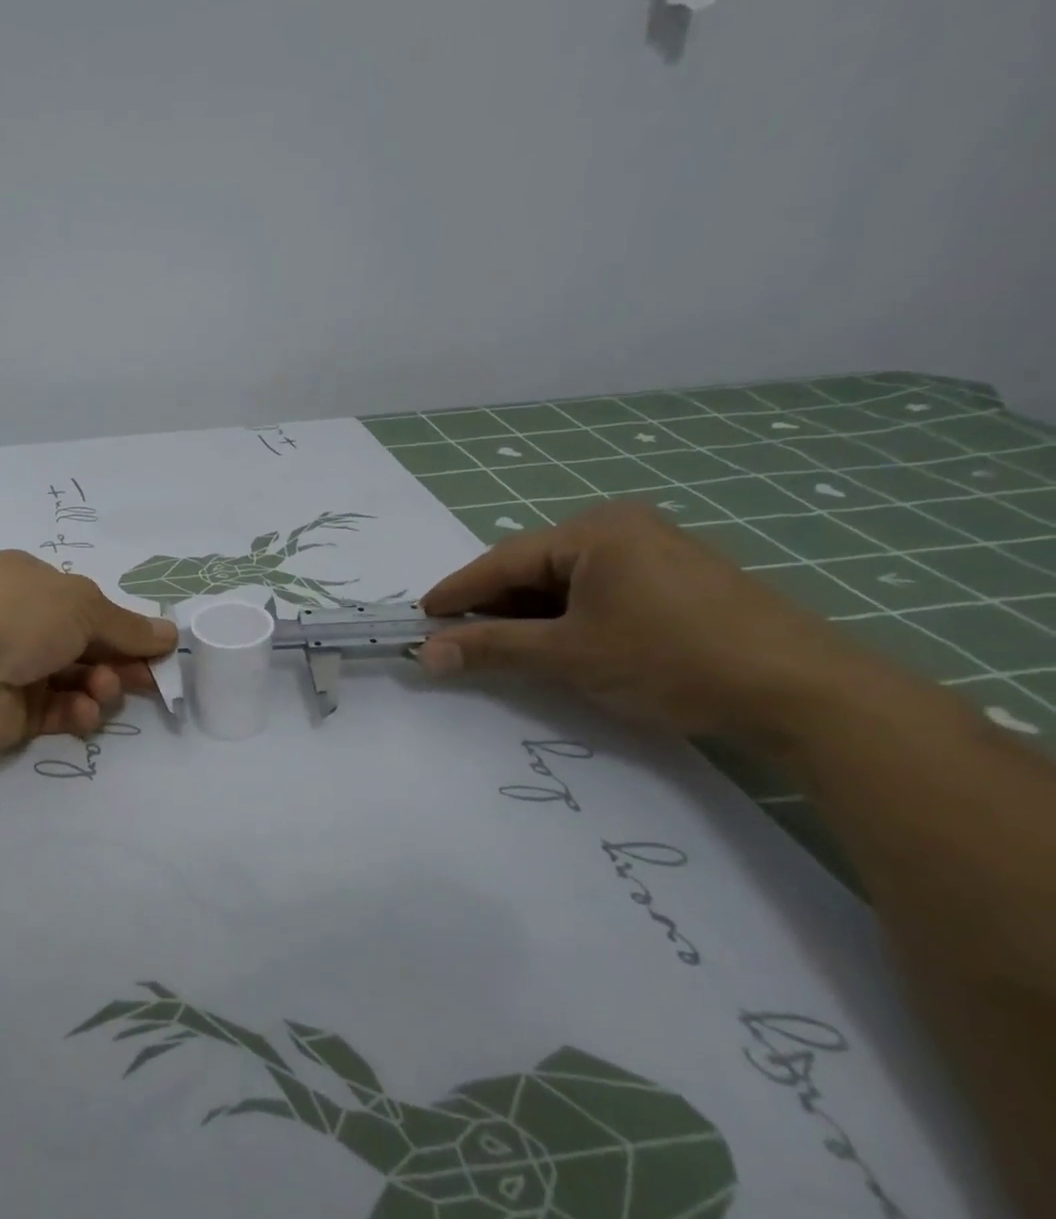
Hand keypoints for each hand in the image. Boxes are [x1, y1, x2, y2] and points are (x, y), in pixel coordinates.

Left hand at [0, 550, 177, 750]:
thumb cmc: (20, 616)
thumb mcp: (84, 605)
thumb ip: (128, 626)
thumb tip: (170, 633)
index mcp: (28, 581)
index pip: (86, 604)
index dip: (124, 627)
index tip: (158, 649)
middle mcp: (19, 621)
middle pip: (85, 644)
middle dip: (119, 661)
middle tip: (149, 679)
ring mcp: (12, 666)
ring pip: (74, 680)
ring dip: (99, 687)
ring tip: (102, 692)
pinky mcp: (11, 711)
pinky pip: (56, 710)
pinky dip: (76, 712)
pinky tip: (84, 712)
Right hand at [416, 501, 867, 735]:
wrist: (801, 691)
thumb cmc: (669, 659)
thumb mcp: (568, 655)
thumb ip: (491, 648)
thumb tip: (425, 653)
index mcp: (593, 531)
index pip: (502, 561)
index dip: (455, 594)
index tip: (418, 620)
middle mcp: (621, 527)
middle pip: (532, 567)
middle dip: (492, 606)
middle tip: (454, 640)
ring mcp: (654, 551)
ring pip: (564, 582)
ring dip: (527, 615)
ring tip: (499, 648)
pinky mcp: (674, 580)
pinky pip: (597, 590)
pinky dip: (566, 617)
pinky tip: (555, 644)